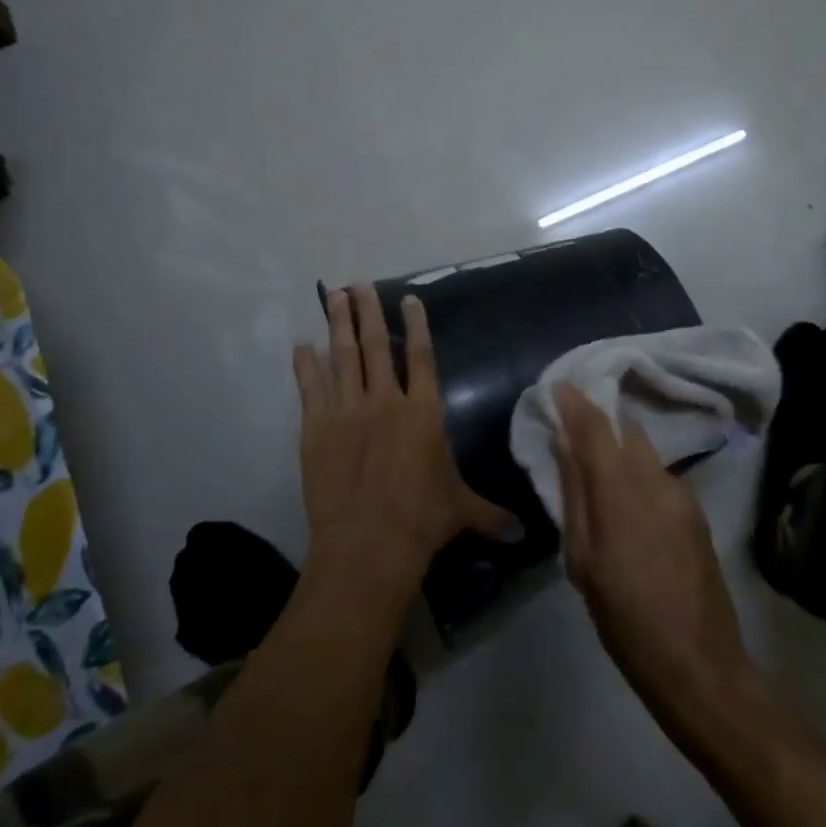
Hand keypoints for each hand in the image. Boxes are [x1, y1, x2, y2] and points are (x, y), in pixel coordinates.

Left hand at [294, 285, 515, 601]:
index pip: (421, 356)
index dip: (415, 325)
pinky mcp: (317, 428)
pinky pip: (311, 388)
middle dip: (368, 311)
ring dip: (338, 324)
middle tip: (357, 283)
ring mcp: (348, 411)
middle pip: (376, 345)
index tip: (407, 298)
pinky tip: (301, 344)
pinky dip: (306, 364)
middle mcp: (386, 401)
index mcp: (423, 411)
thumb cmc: (422, 520)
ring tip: (334, 296)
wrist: (369, 543)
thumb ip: (491, 513)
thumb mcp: (462, 510)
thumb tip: (524, 534)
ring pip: (343, 357)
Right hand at [553, 385, 760, 739]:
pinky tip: (625, 492)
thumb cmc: (626, 620)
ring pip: (644, 451)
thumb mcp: (584, 562)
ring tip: (594, 456)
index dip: (576, 402)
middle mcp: (657, 480)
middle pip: (625, 430)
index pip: (596, 428)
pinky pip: (658, 474)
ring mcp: (682, 495)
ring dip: (619, 444)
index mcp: (622, 493)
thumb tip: (563, 443)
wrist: (700, 665)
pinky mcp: (696, 512)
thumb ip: (575, 495)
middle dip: (599, 418)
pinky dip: (637, 469)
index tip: (559, 385)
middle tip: (573, 419)